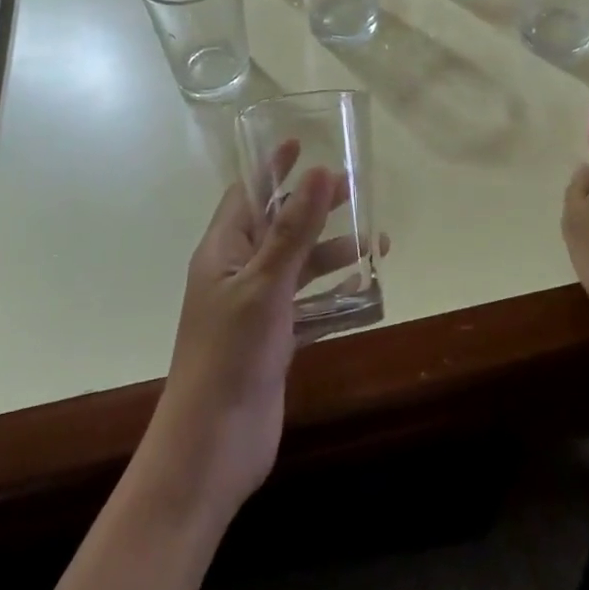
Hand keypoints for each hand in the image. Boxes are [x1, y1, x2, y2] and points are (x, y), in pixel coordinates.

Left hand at [146, 143, 352, 515]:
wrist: (212, 447)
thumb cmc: (231, 354)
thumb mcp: (266, 284)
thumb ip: (294, 230)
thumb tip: (319, 171)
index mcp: (222, 251)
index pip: (246, 194)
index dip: (271, 168)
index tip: (300, 142)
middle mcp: (237, 273)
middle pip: (278, 225)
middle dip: (312, 205)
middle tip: (354, 188)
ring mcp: (256, 308)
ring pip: (298, 266)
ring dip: (332, 251)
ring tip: (376, 241)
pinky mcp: (274, 340)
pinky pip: (308, 303)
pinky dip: (334, 293)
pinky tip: (366, 289)